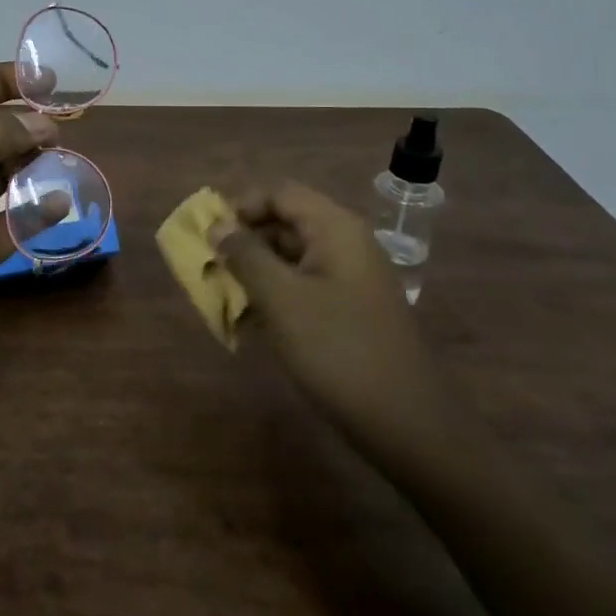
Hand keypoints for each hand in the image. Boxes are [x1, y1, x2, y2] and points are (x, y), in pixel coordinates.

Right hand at [212, 182, 456, 456]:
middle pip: (285, 222)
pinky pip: (304, 286)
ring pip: (292, 257)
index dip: (240, 206)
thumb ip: (245, 255)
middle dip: (244, 241)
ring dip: (255, 271)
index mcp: (335, 228)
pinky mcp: (350, 309)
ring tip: (222, 296)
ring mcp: (351, 278)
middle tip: (210, 265)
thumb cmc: (337, 349)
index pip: (280, 193)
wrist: (407, 422)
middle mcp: (346, 244)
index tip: (208, 234)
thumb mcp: (281, 299)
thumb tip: (217, 224)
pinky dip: (274, 295)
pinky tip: (249, 322)